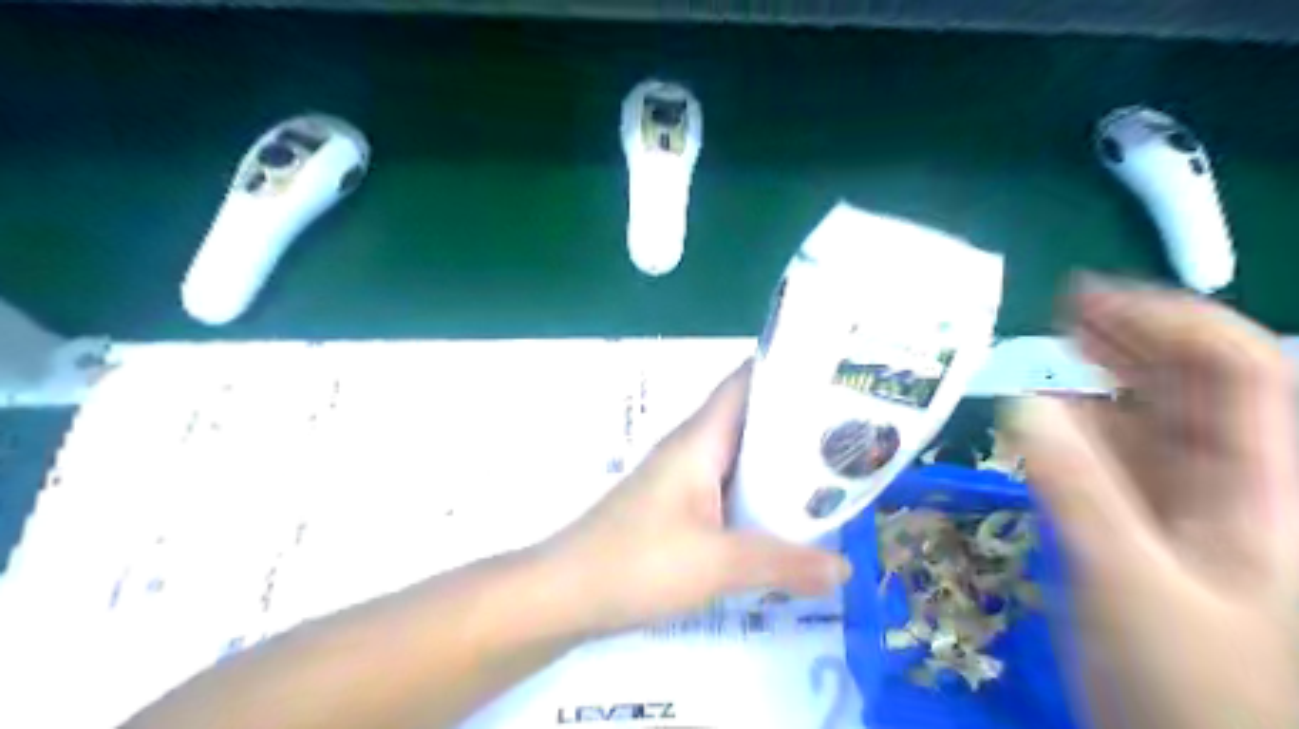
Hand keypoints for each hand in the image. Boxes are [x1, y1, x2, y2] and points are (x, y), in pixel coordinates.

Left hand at [540, 362, 854, 633]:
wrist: (564, 594)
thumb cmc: (637, 563)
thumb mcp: (717, 564)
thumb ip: (783, 563)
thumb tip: (844, 568)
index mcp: (699, 440)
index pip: (745, 382)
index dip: (788, 369)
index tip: (837, 373)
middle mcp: (691, 449)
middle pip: (751, 420)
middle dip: (799, 422)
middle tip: (855, 430)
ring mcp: (682, 480)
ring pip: (741, 458)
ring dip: (781, 463)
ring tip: (836, 471)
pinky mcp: (677, 509)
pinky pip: (728, 489)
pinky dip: (759, 495)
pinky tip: (787, 517)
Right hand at [1004, 276, 1297, 728]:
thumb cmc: (1191, 686)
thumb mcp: (1131, 584)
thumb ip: (1078, 491)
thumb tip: (1023, 403)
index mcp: (1261, 488)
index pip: (1240, 372)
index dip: (1171, 322)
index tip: (1088, 299)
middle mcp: (1231, 483)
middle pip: (1193, 386)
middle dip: (1131, 338)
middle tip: (1060, 308)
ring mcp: (1186, 506)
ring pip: (1151, 420)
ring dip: (1103, 376)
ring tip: (1049, 344)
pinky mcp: (1145, 526)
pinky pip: (1117, 461)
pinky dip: (1081, 430)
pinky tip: (1047, 414)